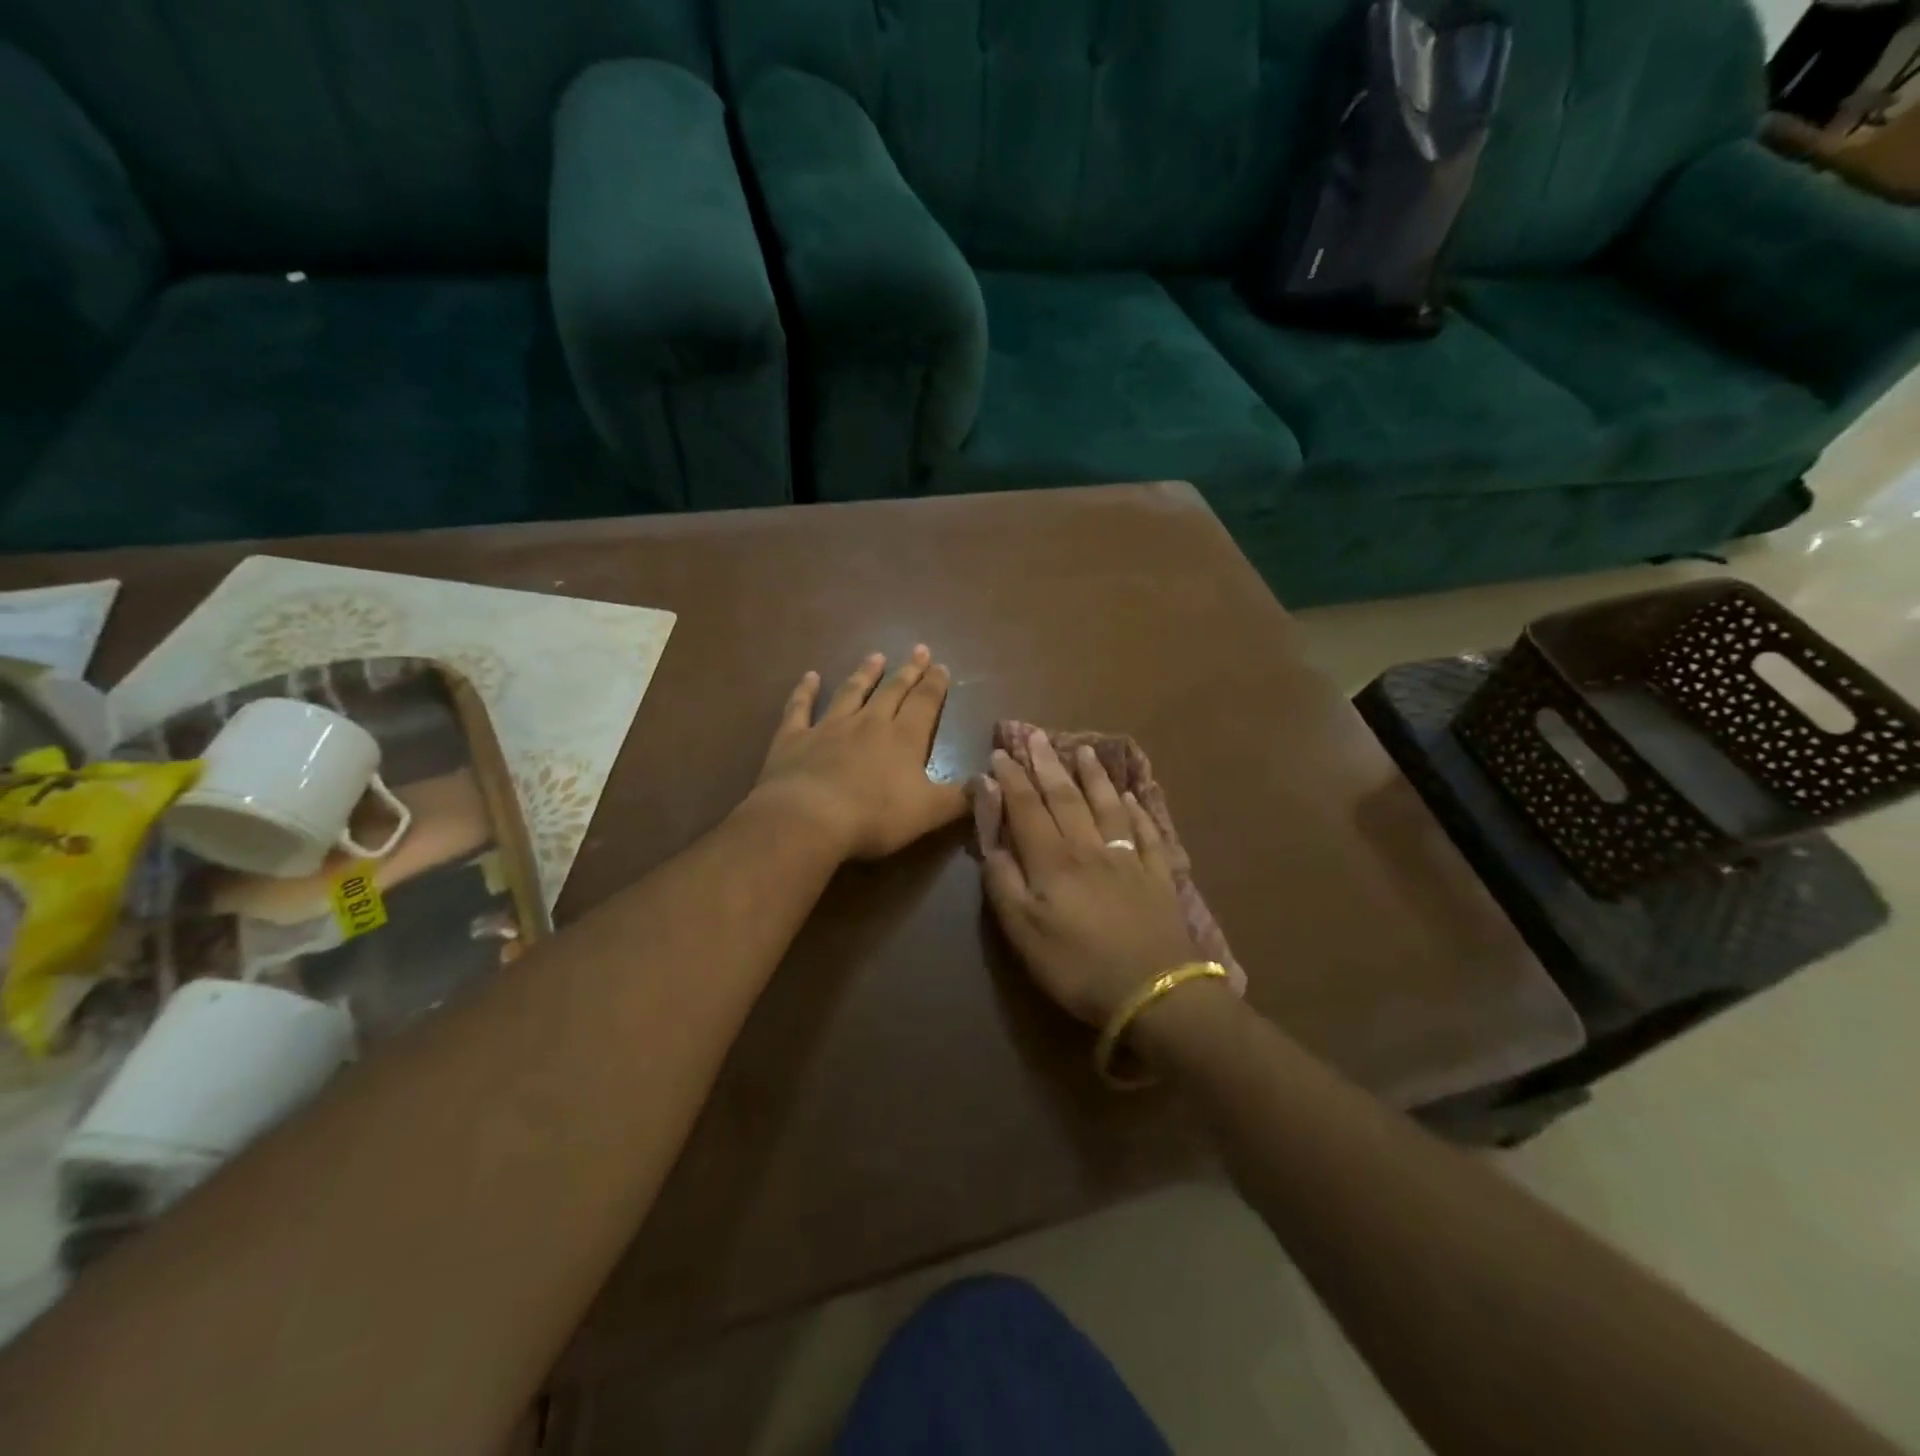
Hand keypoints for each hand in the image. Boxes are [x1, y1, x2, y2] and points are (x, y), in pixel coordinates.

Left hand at [751, 646, 966, 860]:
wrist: (808, 819)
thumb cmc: (874, 817)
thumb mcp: (929, 813)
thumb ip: (962, 798)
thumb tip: (990, 782)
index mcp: (904, 739)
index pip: (925, 704)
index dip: (935, 685)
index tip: (942, 666)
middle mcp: (869, 723)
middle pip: (892, 691)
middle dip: (908, 671)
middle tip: (919, 650)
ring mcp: (829, 727)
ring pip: (851, 692)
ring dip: (865, 674)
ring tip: (876, 656)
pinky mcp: (794, 738)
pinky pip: (800, 708)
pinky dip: (805, 691)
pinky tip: (809, 677)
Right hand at [980, 731, 1197, 1026]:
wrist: (1154, 992)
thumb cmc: (1077, 966)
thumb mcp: (1022, 931)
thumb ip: (1003, 879)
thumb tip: (989, 833)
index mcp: (1052, 861)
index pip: (1026, 808)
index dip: (1011, 779)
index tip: (1000, 754)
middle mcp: (1089, 848)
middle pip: (1065, 797)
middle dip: (1047, 765)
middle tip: (1036, 736)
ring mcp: (1127, 858)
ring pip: (1106, 806)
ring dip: (1093, 777)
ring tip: (1084, 750)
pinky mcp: (1157, 875)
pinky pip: (1145, 833)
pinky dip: (1136, 811)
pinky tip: (1131, 797)